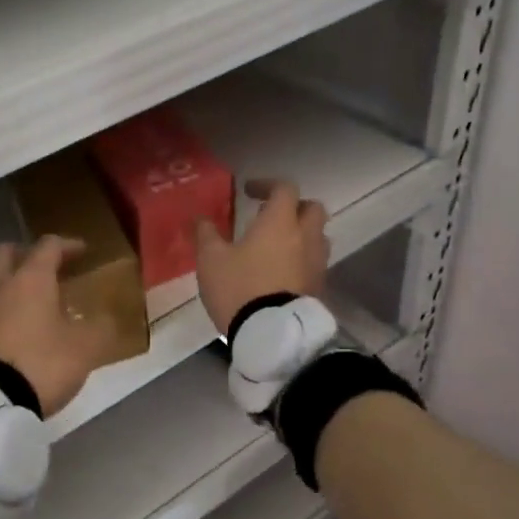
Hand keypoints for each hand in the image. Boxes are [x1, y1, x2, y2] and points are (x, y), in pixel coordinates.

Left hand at [0, 236, 115, 417]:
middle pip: (7, 253)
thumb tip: (106, 319)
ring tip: (34, 306)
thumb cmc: (41, 363)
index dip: (68, 245)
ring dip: (11, 285)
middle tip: (48, 270)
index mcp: (31, 279)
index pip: (49, 246)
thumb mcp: (85, 348)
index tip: (83, 252)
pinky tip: (16, 332)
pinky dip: (1, 312)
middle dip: (27, 255)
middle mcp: (0, 285)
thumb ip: (100, 328)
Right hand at [195, 179, 327, 333]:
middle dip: (293, 207)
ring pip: (318, 236)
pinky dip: (301, 259)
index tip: (249, 192)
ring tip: (277, 246)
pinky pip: (315, 262)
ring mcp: (317, 263)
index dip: (267, 185)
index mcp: (280, 222)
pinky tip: (281, 272)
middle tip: (270, 217)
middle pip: (312, 209)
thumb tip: (200, 217)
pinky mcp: (319, 287)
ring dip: (301, 234)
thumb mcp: (211, 259)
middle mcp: (305, 236)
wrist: (270, 333)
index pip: (285, 188)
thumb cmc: (239, 287)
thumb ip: (206, 233)